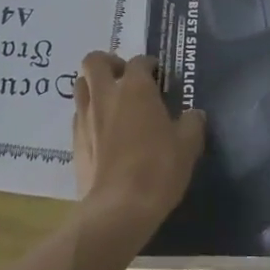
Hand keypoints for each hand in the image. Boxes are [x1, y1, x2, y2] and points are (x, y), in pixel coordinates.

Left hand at [72, 52, 206, 232]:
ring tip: (111, 103)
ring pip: (80, 86)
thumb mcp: (187, 145)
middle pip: (94, 61)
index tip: (158, 74)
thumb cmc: (158, 168)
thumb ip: (192, 124)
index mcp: (135, 88)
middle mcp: (106, 95)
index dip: (149, 64)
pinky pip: (78, 117)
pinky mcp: (75, 143)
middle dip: (108, 62)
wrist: (119, 208)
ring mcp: (86, 118)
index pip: (139, 61)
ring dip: (93, 87)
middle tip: (124, 77)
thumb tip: (194, 115)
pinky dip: (88, 116)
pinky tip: (103, 133)